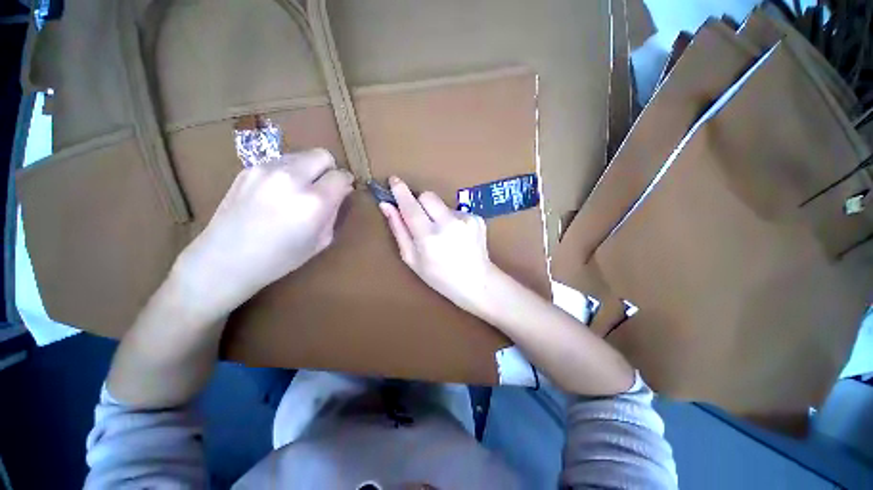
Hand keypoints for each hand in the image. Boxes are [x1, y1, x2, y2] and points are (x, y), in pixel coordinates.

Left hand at [173, 149, 353, 321]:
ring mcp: (266, 169)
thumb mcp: (321, 241)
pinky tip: (278, 192)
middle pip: (323, 155)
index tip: (344, 190)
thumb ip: (334, 212)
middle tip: (324, 187)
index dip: (346, 182)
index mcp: (314, 202)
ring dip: (309, 169)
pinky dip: (288, 171)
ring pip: (301, 155)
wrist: (226, 259)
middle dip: (330, 169)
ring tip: (300, 190)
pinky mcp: (249, 168)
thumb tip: (342, 191)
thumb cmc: (280, 258)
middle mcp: (292, 178)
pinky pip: (281, 161)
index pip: (341, 175)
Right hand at [379, 176, 495, 314]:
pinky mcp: (477, 218)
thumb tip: (386, 205)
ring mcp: (466, 219)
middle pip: (427, 196)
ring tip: (444, 234)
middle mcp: (448, 224)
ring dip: (437, 213)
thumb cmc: (439, 276)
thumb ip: (399, 230)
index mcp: (428, 237)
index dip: (400, 191)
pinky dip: (452, 219)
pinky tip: (457, 236)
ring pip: (442, 203)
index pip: (410, 206)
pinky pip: (456, 210)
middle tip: (422, 222)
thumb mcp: (412, 259)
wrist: (477, 282)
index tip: (394, 180)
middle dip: (420, 203)